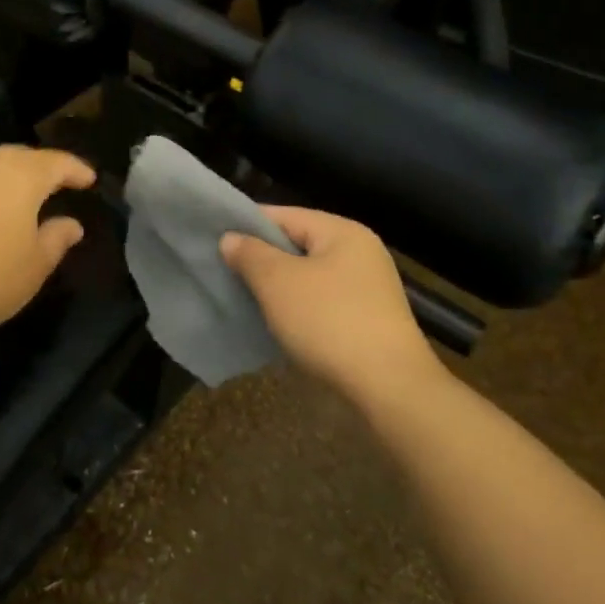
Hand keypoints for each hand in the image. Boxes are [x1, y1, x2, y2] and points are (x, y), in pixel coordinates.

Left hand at [0, 146, 96, 338]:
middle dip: (39, 169)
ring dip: (3, 180)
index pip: (58, 162)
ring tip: (14, 200)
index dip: (76, 170)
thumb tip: (72, 224)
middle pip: (19, 158)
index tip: (89, 179)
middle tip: (53, 185)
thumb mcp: (34, 266)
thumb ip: (56, 240)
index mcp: (22, 175)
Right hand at [220, 206, 442, 399]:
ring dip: (279, 287)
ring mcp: (369, 288)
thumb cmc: (329, 322)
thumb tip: (231, 238)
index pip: (284, 215)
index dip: (247, 225)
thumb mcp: (278, 283)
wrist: (389, 388)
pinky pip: (323, 302)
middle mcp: (360, 252)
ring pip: (309, 276)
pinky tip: (277, 323)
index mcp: (342, 231)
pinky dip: (299, 308)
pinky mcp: (369, 320)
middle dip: (262, 258)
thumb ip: (250, 254)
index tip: (215, 241)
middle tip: (225, 272)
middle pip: (298, 244)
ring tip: (245, 298)